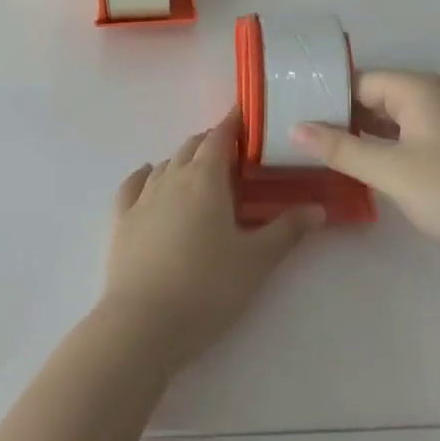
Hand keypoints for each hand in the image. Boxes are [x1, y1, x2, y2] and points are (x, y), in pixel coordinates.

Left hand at [100, 111, 323, 371]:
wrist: (143, 324)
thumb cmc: (207, 288)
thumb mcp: (256, 261)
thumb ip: (288, 230)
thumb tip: (318, 208)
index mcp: (205, 178)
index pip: (220, 137)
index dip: (234, 123)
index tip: (247, 116)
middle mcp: (172, 177)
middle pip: (192, 146)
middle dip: (213, 142)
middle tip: (234, 153)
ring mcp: (142, 197)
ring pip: (166, 164)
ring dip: (185, 160)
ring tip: (201, 171)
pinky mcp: (121, 219)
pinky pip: (134, 184)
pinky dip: (146, 175)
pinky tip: (149, 175)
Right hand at [292, 70, 439, 273]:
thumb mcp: (391, 171)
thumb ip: (340, 148)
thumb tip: (295, 128)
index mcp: (416, 88)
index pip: (356, 81)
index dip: (323, 97)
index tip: (290, 116)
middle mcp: (431, 94)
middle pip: (372, 96)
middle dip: (338, 115)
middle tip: (297, 136)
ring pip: (389, 118)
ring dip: (359, 133)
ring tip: (320, 151)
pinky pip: (406, 134)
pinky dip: (382, 146)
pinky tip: (362, 165)